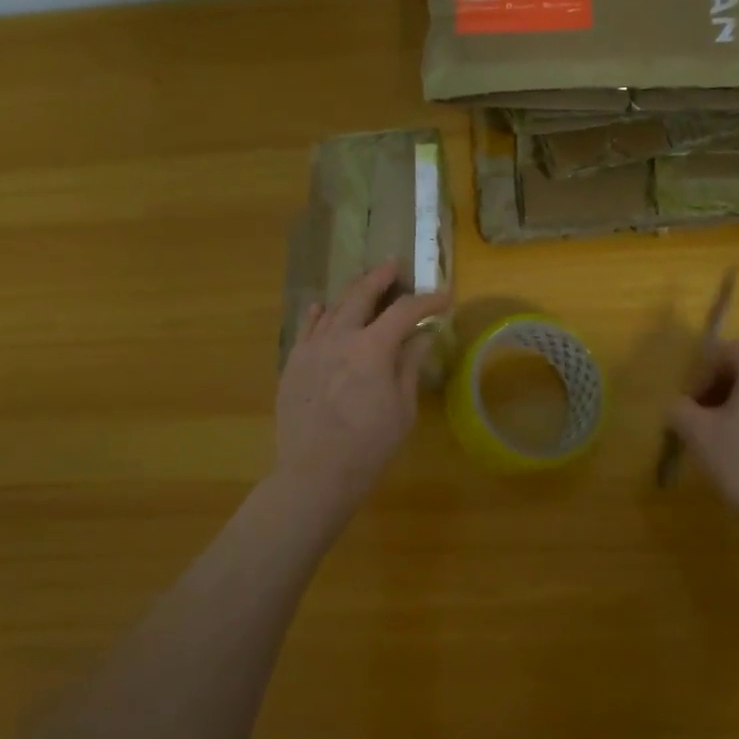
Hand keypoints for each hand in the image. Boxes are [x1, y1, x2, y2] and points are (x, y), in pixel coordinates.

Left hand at [274, 262, 448, 516]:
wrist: (315, 472)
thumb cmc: (370, 445)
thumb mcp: (402, 408)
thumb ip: (409, 365)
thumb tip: (422, 336)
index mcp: (372, 348)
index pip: (405, 312)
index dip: (427, 301)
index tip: (445, 299)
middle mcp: (339, 338)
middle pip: (361, 296)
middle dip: (381, 278)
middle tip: (394, 266)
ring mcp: (311, 349)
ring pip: (332, 308)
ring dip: (352, 292)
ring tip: (364, 284)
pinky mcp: (294, 364)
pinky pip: (306, 329)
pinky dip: (319, 314)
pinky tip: (323, 308)